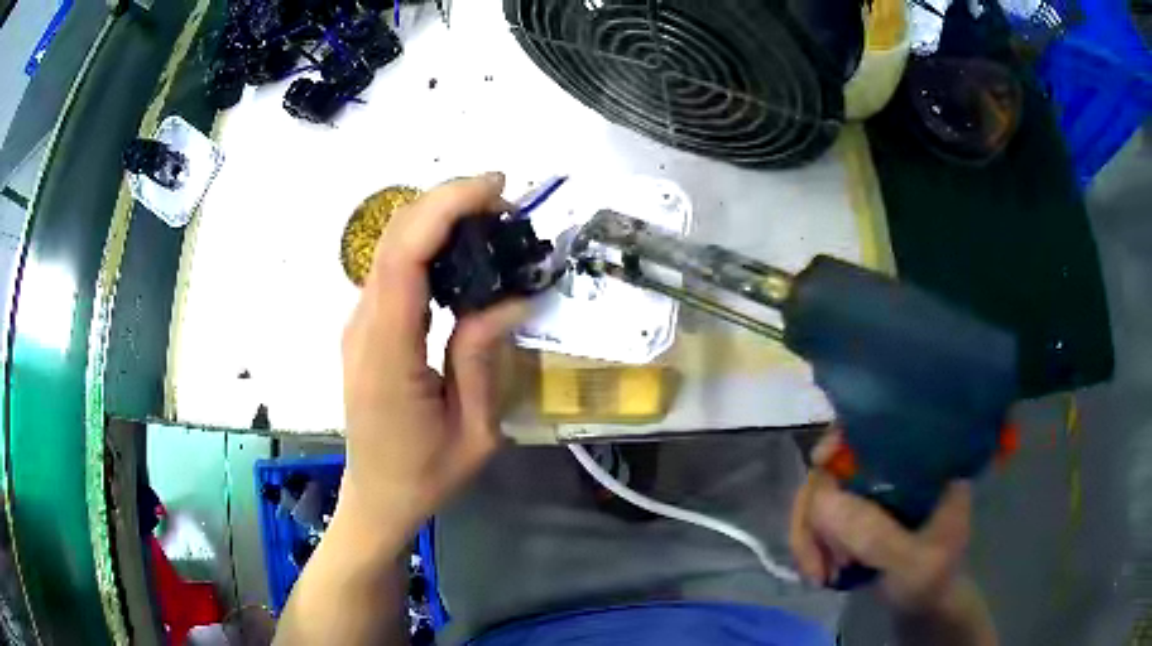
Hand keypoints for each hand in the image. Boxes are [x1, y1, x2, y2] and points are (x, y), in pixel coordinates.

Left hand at [337, 172, 527, 539]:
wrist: (377, 496)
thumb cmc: (427, 474)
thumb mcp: (476, 430)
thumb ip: (483, 358)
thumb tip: (509, 298)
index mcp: (388, 353)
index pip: (406, 256)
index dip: (446, 208)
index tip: (496, 190)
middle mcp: (364, 326)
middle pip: (395, 237)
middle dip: (448, 201)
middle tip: (504, 204)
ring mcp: (360, 324)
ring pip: (392, 246)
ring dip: (439, 218)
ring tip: (492, 222)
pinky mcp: (366, 327)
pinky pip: (394, 269)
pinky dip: (429, 243)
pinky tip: (464, 252)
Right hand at [788, 431, 972, 612]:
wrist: (926, 606)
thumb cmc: (931, 581)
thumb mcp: (911, 561)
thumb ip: (875, 535)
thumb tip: (821, 500)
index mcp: (925, 462)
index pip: (878, 427)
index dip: (843, 436)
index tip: (819, 463)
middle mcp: (896, 468)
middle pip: (837, 465)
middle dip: (817, 516)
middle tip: (817, 563)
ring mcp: (875, 492)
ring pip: (822, 495)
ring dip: (810, 537)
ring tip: (820, 575)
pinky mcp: (859, 514)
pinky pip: (819, 518)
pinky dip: (812, 545)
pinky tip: (819, 572)